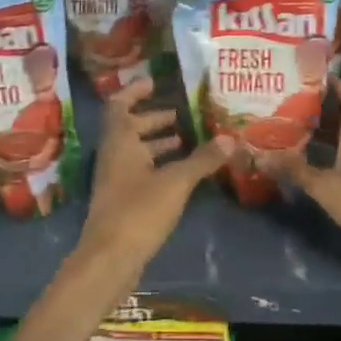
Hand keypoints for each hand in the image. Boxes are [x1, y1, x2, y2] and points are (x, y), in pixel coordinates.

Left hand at [77, 79, 234, 279]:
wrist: (110, 258)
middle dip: (153, 119)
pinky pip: (139, 172)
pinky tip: (181, 173)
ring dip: (156, 143)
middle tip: (180, 113)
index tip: (155, 82)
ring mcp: (115, 180)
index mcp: (119, 142)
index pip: (119, 105)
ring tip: (186, 140)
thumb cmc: (138, 210)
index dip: (135, 91)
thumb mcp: (176, 181)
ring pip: (134, 152)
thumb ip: (202, 159)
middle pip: (128, 128)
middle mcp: (113, 156)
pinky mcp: (122, 202)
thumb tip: (230, 138)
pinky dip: (158, 166)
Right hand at [258, 78, 340, 263]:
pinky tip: (315, 158)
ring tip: (294, 129)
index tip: (306, 82)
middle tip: (290, 106)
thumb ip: (295, 170)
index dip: (334, 82)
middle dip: (322, 105)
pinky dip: (336, 146)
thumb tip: (259, 156)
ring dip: (328, 127)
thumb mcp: (326, 187)